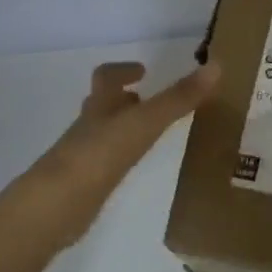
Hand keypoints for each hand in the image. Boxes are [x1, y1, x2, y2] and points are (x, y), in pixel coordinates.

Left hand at [14, 60, 221, 249]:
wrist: (56, 205)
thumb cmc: (99, 154)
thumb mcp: (145, 123)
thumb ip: (178, 98)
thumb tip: (216, 66)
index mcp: (100, 107)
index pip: (106, 77)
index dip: (122, 70)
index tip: (142, 70)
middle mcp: (88, 127)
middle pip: (102, 105)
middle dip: (123, 100)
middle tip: (147, 101)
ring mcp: (82, 156)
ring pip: (102, 133)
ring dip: (121, 128)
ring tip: (148, 134)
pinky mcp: (83, 185)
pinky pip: (102, 162)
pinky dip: (117, 158)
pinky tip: (131, 168)